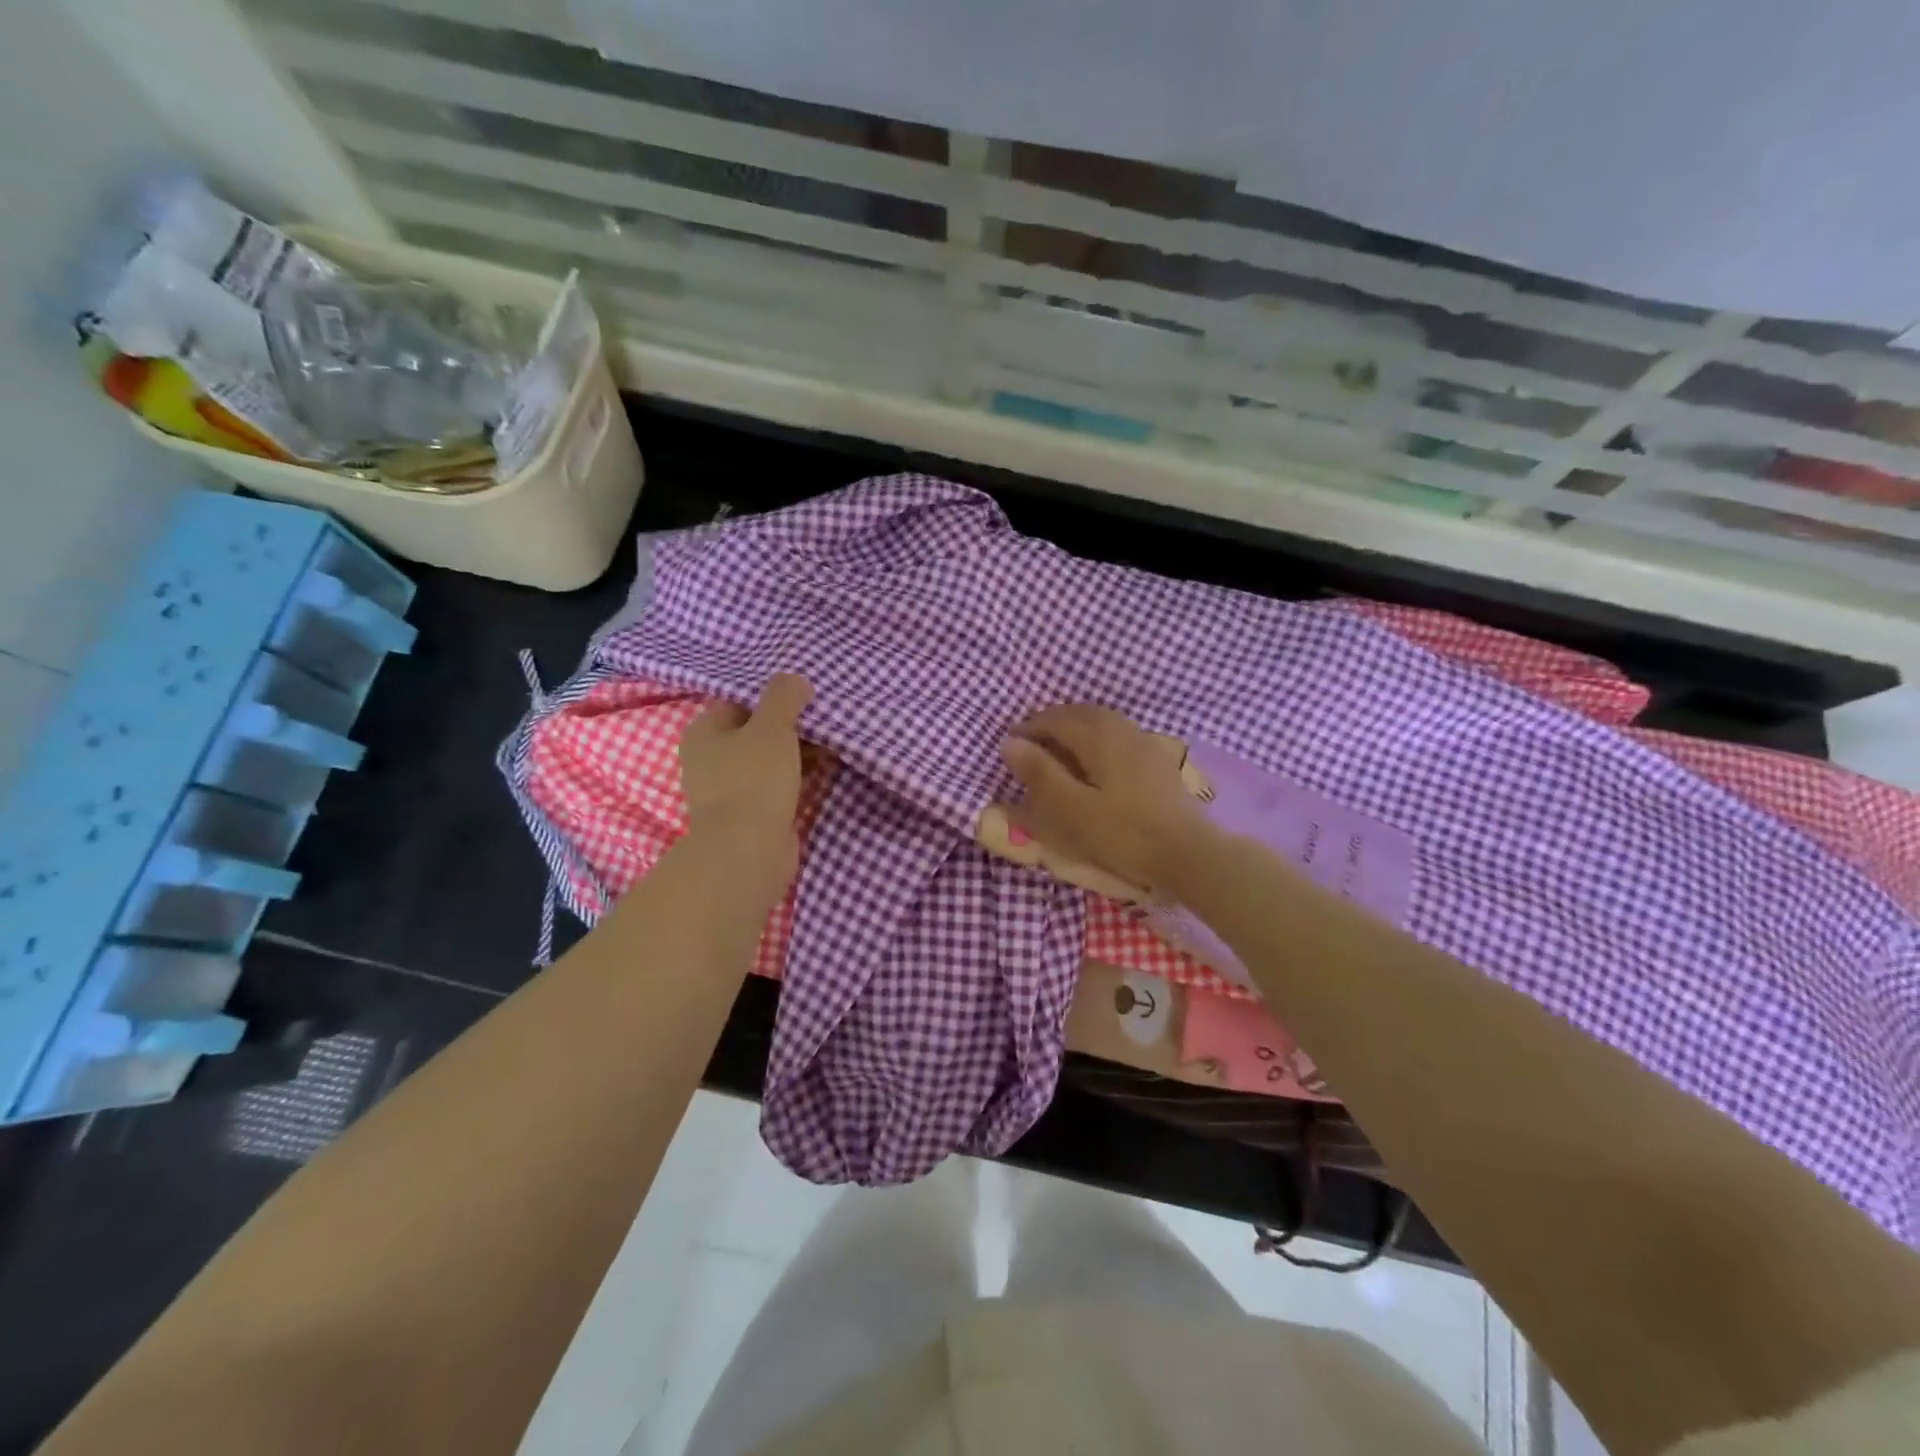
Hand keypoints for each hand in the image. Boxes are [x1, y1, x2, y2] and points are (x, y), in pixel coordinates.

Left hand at [679, 673, 813, 894]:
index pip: (738, 701)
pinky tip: (825, 768)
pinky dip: (798, 776)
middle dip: (790, 724)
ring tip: (832, 739)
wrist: (749, 852)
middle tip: (825, 715)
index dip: (771, 695)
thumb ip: (783, 697)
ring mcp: (730, 790)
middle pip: (755, 731)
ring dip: (798, 751)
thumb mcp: (771, 726)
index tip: (805, 693)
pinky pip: (778, 785)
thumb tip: (796, 681)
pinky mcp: (751, 814)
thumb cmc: (753, 780)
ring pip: (769, 759)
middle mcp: (711, 759)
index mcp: (705, 732)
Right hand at [999, 705, 1211, 899]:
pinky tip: (1096, 760)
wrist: (1188, 853)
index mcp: (1099, 737)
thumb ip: (1040, 773)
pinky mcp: (1158, 761)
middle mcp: (1123, 730)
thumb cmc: (1123, 833)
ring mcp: (1145, 744)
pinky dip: (1097, 738)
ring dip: (1076, 727)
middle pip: (1081, 713)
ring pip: (1103, 722)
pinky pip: (1118, 735)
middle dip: (1052, 722)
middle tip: (1031, 741)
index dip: (1029, 728)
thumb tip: (1010, 742)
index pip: (1056, 719)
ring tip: (1059, 748)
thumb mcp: (1071, 808)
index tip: (1009, 743)